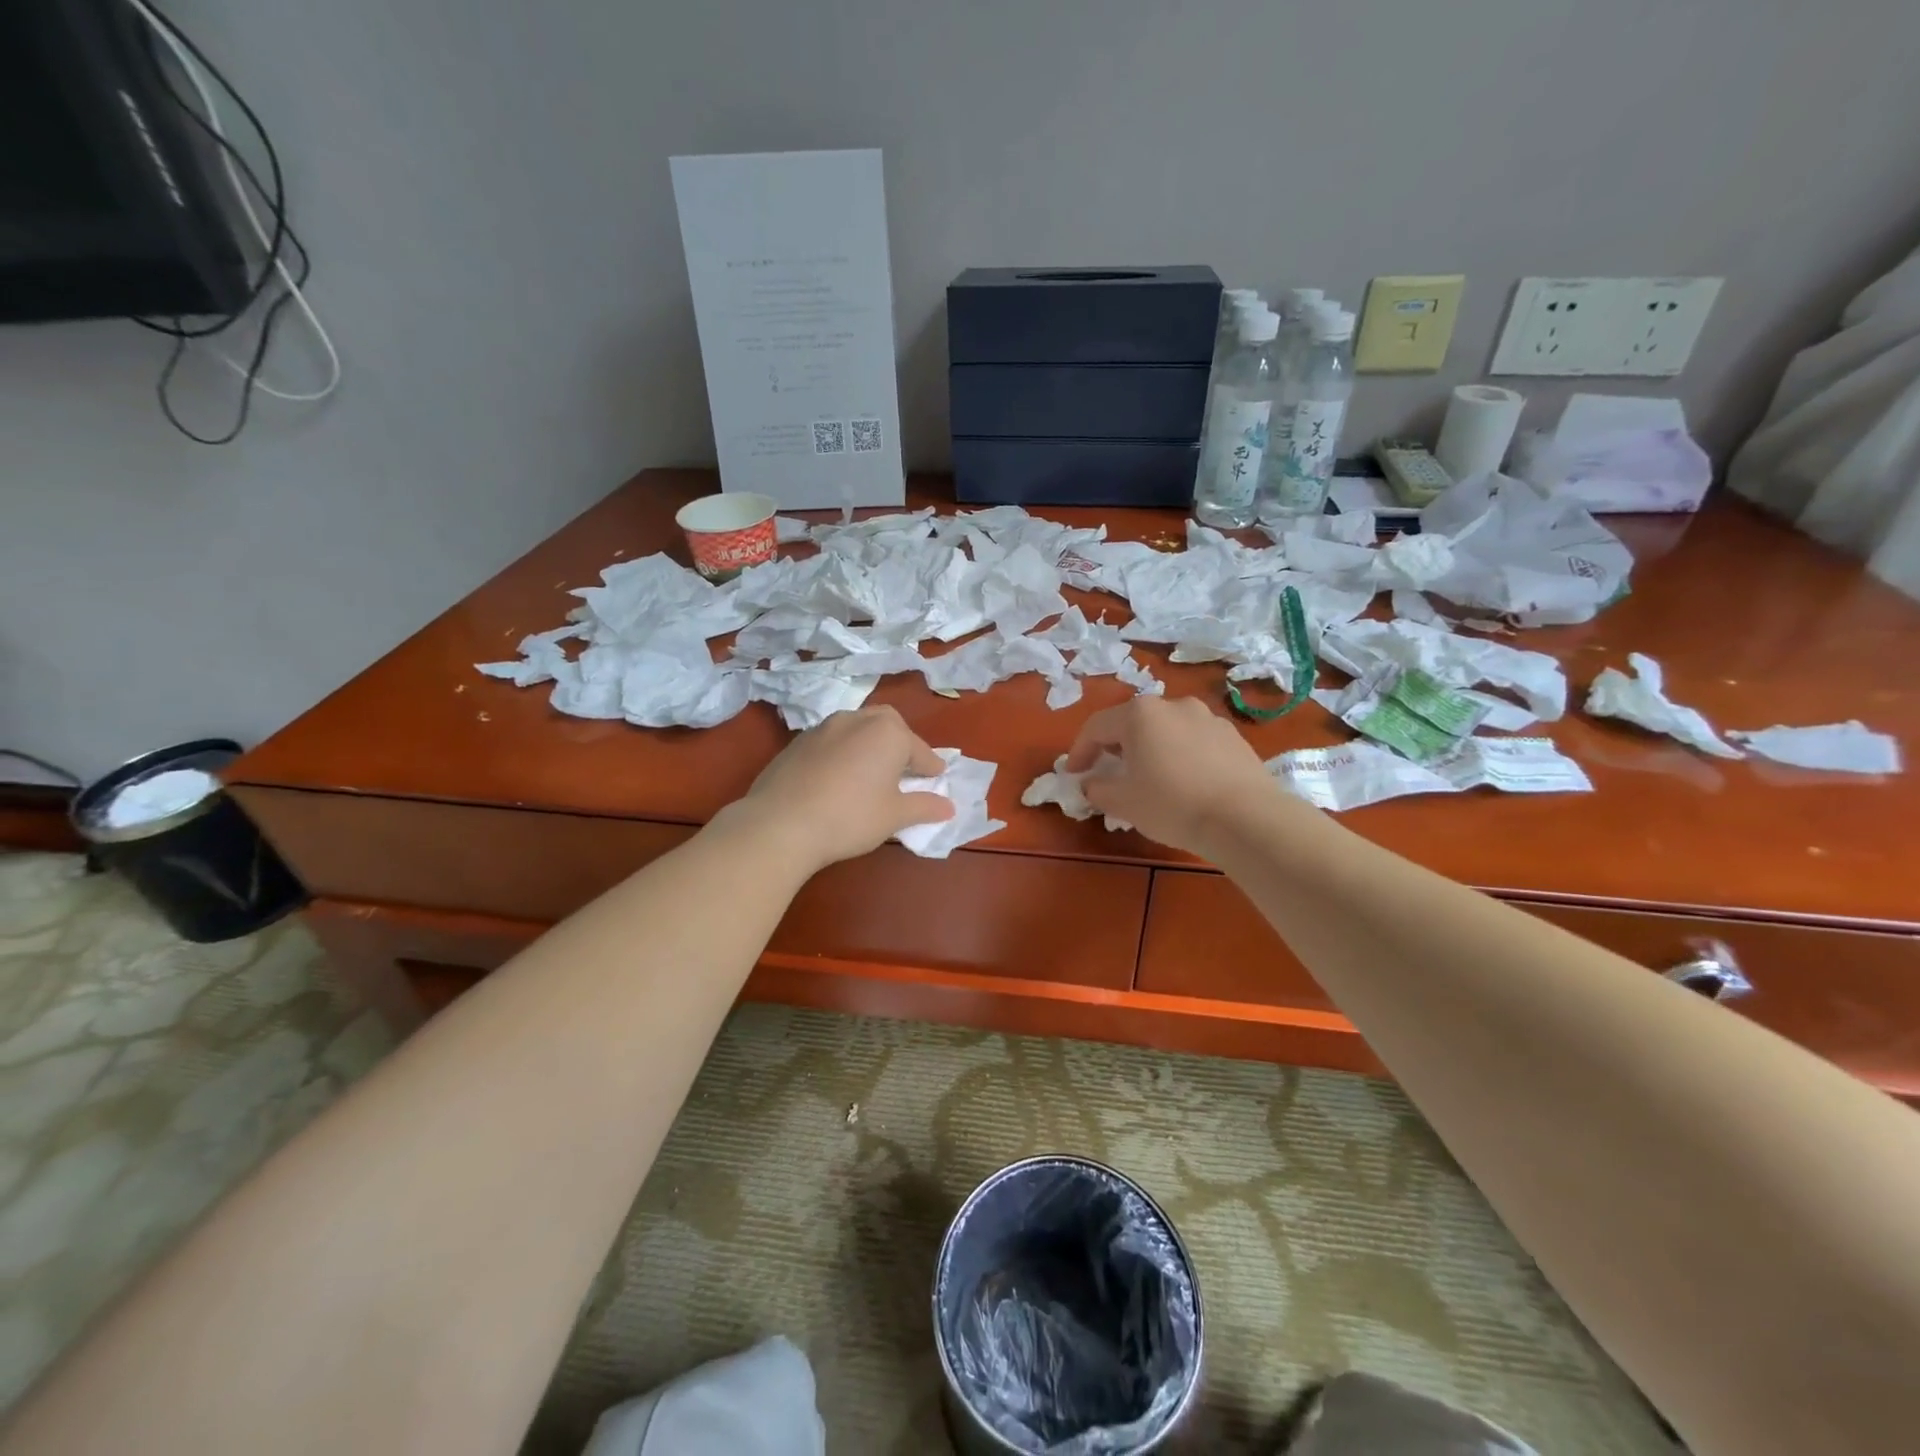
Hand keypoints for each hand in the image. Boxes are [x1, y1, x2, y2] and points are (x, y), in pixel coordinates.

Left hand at [727, 706, 954, 873]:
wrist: (781, 823)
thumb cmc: (850, 817)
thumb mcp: (894, 816)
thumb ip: (924, 806)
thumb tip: (948, 806)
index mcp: (888, 733)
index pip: (920, 750)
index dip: (931, 767)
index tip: (937, 779)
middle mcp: (857, 720)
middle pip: (888, 725)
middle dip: (900, 743)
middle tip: (904, 770)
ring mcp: (823, 728)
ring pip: (857, 729)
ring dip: (869, 745)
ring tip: (871, 773)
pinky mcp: (797, 742)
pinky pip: (831, 742)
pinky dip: (843, 753)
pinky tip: (838, 779)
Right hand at [1066, 695, 1296, 855]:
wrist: (1246, 818)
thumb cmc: (1172, 804)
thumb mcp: (1123, 802)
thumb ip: (1097, 789)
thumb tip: (1091, 783)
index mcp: (1140, 714)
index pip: (1096, 727)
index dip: (1080, 751)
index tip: (1074, 773)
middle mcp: (1172, 705)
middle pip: (1132, 723)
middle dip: (1115, 747)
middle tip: (1108, 772)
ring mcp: (1207, 717)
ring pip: (1165, 730)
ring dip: (1150, 749)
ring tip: (1149, 777)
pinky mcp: (1232, 736)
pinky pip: (1193, 741)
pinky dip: (1180, 755)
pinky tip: (1184, 782)